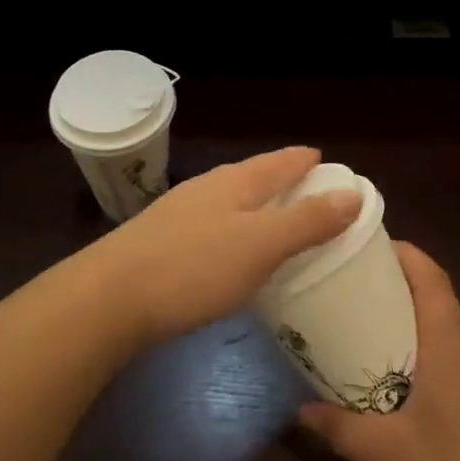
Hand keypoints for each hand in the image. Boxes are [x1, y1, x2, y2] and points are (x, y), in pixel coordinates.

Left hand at [91, 147, 361, 349]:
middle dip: (282, 181)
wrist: (106, 299)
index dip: (305, 161)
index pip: (279, 162)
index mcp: (234, 183)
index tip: (326, 162)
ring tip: (276, 222)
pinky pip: (212, 226)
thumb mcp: (260, 245)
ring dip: (257, 206)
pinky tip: (232, 253)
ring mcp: (179, 214)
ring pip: (229, 201)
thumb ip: (307, 221)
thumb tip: (353, 193)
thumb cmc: (193, 268)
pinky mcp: (160, 242)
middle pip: (253, 176)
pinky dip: (234, 230)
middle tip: (310, 194)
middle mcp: (206, 189)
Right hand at [299, 243, 459, 460]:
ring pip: (451, 321)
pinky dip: (434, 341)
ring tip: (377, 328)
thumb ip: (342, 429)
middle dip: (400, 283)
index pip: (431, 276)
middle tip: (357, 291)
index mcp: (451, 342)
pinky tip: (412, 374)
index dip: (404, 253)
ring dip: (417, 314)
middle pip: (438, 293)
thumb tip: (301, 411)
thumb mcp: (390, 452)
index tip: (369, 247)